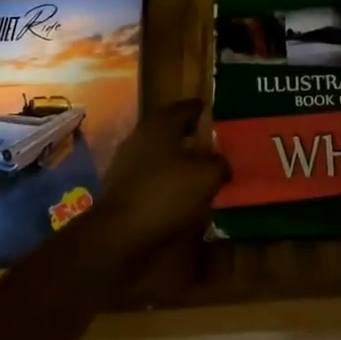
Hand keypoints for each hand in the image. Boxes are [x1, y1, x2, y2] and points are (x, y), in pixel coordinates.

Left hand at [91, 99, 230, 257]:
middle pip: (170, 127)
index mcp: (162, 123)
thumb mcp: (206, 178)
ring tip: (197, 169)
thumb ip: (219, 164)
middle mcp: (142, 134)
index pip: (187, 107)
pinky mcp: (120, 182)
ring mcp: (127, 158)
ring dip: (176, 156)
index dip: (203, 110)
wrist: (118, 232)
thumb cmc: (166, 195)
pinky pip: (149, 171)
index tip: (216, 116)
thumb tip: (222, 163)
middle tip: (210, 143)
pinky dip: (164, 175)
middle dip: (189, 133)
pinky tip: (177, 190)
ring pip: (159, 149)